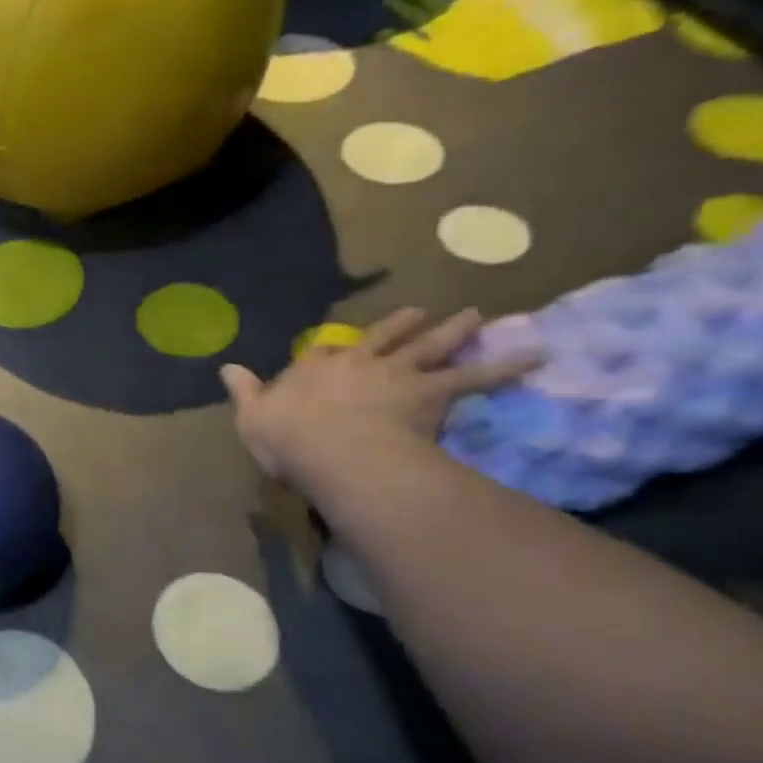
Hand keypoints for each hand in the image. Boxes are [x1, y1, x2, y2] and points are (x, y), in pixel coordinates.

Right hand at [219, 308, 542, 487]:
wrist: (335, 450)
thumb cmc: (287, 438)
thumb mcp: (251, 416)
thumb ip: (243, 391)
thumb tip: (226, 368)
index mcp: (312, 368)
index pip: (325, 349)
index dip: (336, 347)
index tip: (343, 345)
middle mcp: (356, 361)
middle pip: (383, 337)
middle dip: (402, 324)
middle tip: (422, 312)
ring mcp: (396, 373)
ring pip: (429, 346)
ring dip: (452, 330)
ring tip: (475, 317)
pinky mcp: (430, 392)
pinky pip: (474, 376)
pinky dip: (506, 365)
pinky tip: (536, 355)